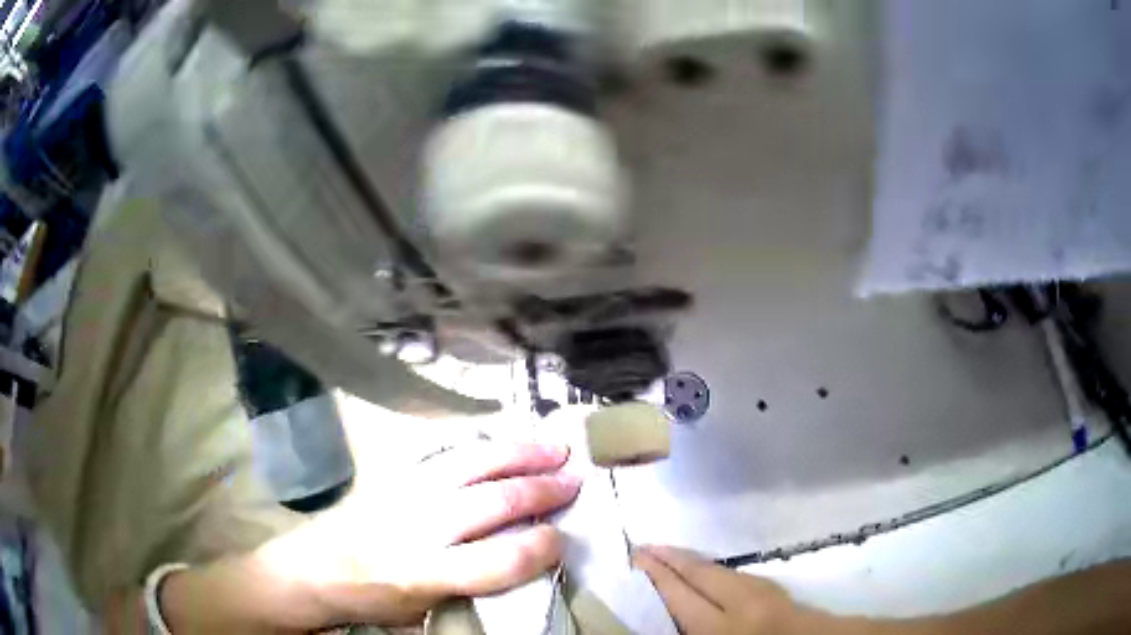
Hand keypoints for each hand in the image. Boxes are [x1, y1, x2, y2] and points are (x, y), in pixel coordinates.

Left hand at [238, 441, 580, 628]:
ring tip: (554, 447)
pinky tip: (502, 436)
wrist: (314, 568)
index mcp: (423, 573)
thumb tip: (519, 566)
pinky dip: (479, 441)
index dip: (538, 549)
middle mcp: (417, 527)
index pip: (495, 562)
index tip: (562, 540)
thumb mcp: (420, 613)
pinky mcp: (392, 473)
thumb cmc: (370, 599)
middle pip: (490, 503)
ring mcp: (404, 492)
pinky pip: (442, 449)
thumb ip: (468, 590)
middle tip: (575, 482)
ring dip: (517, 454)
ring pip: (470, 465)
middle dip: (539, 491)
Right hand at [634, 545, 815, 634]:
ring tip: (666, 554)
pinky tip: (704, 572)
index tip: (635, 557)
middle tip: (643, 546)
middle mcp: (743, 602)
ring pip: (719, 570)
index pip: (681, 595)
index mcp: (724, 626)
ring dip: (691, 561)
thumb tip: (669, 612)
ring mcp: (764, 591)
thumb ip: (695, 629)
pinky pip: (736, 574)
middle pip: (699, 573)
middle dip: (670, 558)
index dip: (657, 575)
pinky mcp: (776, 589)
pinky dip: (714, 570)